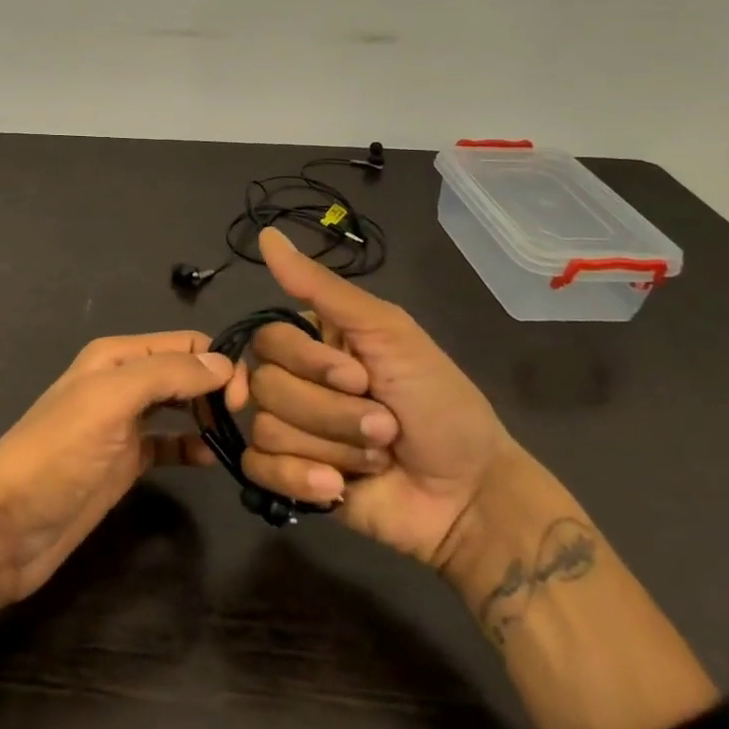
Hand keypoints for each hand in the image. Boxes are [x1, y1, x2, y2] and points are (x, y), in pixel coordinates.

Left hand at [0, 331, 230, 602]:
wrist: (9, 528)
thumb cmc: (57, 454)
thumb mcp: (109, 401)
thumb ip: (165, 375)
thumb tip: (223, 364)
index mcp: (116, 357)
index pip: (184, 344)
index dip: (218, 363)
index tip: (244, 399)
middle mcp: (122, 383)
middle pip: (185, 372)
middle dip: (219, 388)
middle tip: (248, 421)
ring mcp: (125, 424)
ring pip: (181, 407)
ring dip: (209, 415)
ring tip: (240, 437)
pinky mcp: (127, 462)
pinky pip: (170, 444)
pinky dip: (193, 446)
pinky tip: (211, 459)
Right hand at [227, 227, 519, 565]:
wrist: (470, 493)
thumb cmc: (438, 402)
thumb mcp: (388, 332)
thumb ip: (322, 288)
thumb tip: (266, 235)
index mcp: (315, 343)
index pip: (268, 340)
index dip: (308, 363)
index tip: (358, 377)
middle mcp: (297, 382)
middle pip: (266, 387)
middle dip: (331, 412)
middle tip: (384, 424)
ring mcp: (293, 432)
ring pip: (267, 429)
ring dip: (332, 446)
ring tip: (376, 456)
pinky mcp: (291, 479)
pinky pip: (258, 470)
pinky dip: (298, 479)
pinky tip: (336, 487)